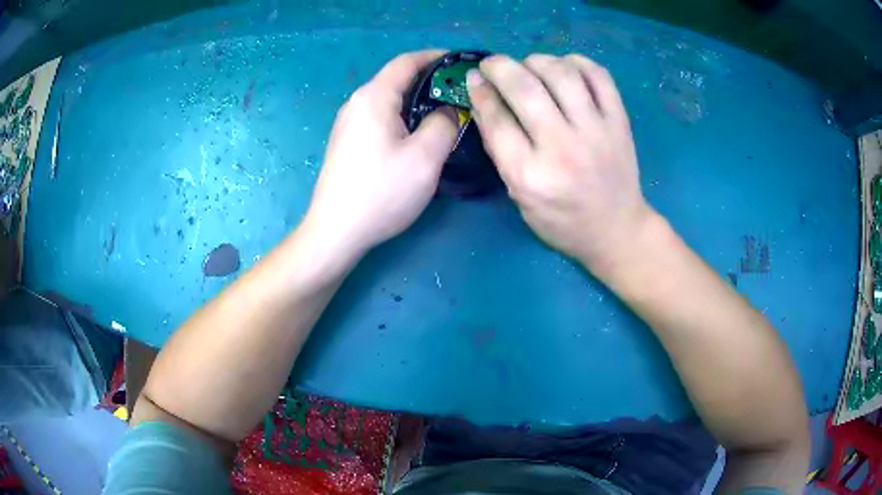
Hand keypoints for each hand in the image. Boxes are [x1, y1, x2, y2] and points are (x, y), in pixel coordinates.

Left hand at [305, 50, 457, 257]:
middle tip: (461, 93)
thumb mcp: (425, 157)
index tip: (461, 63)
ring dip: (417, 100)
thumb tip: (448, 111)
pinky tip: (417, 134)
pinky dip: (403, 116)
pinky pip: (379, 117)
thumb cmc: (381, 192)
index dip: (436, 57)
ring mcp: (348, 123)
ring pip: (389, 100)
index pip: (407, 61)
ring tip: (445, 113)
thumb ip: (444, 123)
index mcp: (374, 97)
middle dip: (430, 80)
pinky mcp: (347, 142)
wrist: (336, 231)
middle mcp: (357, 103)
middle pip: (396, 79)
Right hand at [467, 54, 653, 272]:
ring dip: (536, 60)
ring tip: (529, 65)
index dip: (480, 91)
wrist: (616, 230)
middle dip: (500, 67)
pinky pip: (599, 76)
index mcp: (531, 175)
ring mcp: (596, 132)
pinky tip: (564, 67)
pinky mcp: (619, 122)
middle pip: (525, 88)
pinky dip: (577, 62)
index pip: (497, 118)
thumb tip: (483, 100)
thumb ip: (501, 150)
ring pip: (561, 74)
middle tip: (492, 64)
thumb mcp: (519, 197)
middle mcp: (563, 148)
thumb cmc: (562, 221)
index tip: (474, 77)